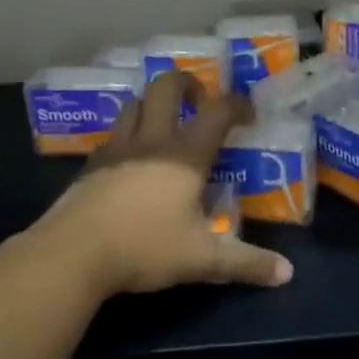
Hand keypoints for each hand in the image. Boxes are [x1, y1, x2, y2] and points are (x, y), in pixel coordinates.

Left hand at [28, 72, 293, 297]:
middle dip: (187, 84)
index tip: (249, 115)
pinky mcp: (90, 165)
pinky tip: (131, 160)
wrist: (72, 254)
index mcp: (185, 155)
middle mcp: (151, 140)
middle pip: (166, 87)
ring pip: (134, 105)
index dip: (238, 104)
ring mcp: (116, 149)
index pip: (218, 111)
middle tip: (199, 103)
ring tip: (164, 126)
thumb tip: (286, 274)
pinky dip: (127, 135)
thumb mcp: (202, 260)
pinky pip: (113, 135)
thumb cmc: (144, 248)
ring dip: (152, 105)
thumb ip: (246, 263)